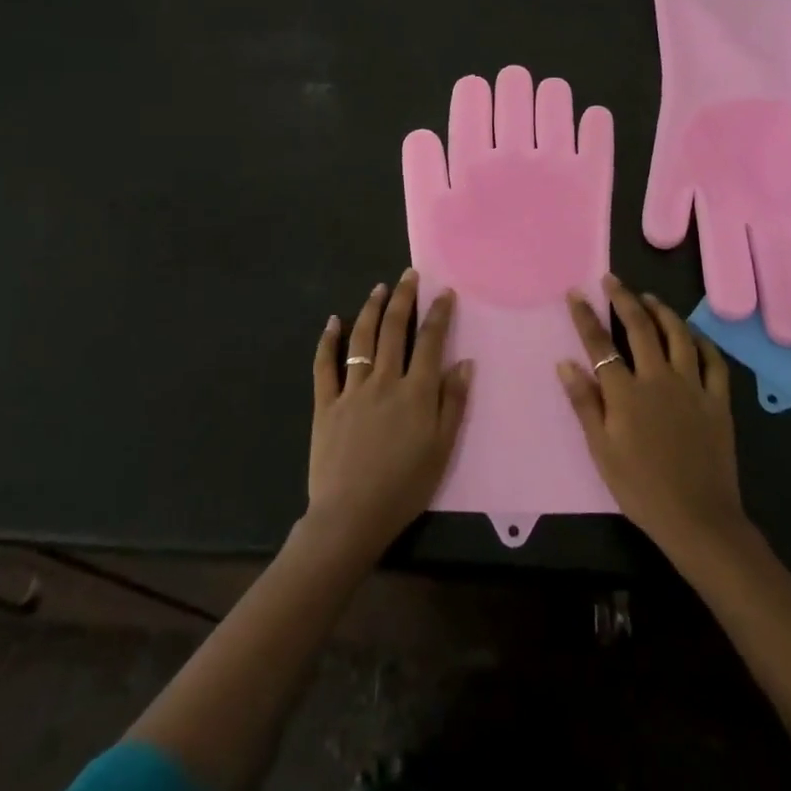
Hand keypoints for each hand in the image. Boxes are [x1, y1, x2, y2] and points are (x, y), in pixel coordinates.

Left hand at [307, 270, 472, 558]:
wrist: (351, 516)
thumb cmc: (404, 486)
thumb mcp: (442, 449)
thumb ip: (453, 403)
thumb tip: (465, 363)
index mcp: (416, 392)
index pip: (430, 342)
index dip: (438, 314)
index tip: (443, 292)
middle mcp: (384, 381)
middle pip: (394, 330)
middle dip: (403, 298)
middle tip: (408, 275)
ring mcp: (352, 390)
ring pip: (361, 339)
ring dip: (371, 309)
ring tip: (378, 288)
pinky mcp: (326, 403)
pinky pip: (325, 365)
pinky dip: (328, 341)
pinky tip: (332, 322)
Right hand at [558, 276, 748, 558]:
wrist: (698, 519)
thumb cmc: (641, 488)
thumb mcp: (602, 450)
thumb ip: (585, 403)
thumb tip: (566, 363)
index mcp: (627, 392)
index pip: (600, 344)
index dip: (586, 316)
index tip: (576, 293)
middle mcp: (659, 379)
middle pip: (640, 328)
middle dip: (623, 299)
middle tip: (612, 280)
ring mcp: (693, 387)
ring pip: (678, 335)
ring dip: (661, 311)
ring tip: (648, 298)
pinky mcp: (718, 401)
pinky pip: (713, 361)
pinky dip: (702, 341)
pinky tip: (693, 334)